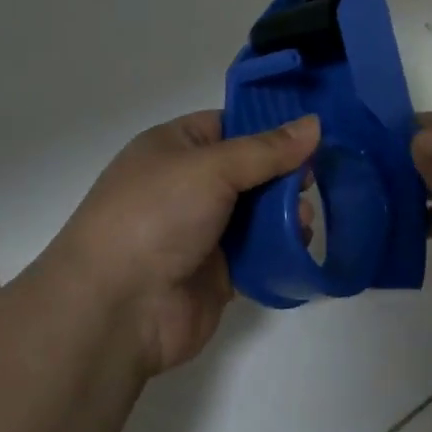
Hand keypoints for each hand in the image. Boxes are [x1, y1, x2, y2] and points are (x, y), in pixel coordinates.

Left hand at [45, 111, 320, 376]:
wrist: (117, 308)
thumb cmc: (156, 216)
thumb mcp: (211, 167)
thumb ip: (267, 149)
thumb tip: (315, 123)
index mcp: (175, 147)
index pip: (230, 125)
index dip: (269, 126)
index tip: (314, 131)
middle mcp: (189, 185)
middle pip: (250, 170)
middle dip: (286, 173)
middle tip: (314, 180)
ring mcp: (203, 231)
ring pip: (259, 212)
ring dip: (287, 212)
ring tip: (304, 218)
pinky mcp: (218, 273)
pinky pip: (259, 253)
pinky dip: (281, 248)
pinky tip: (301, 244)